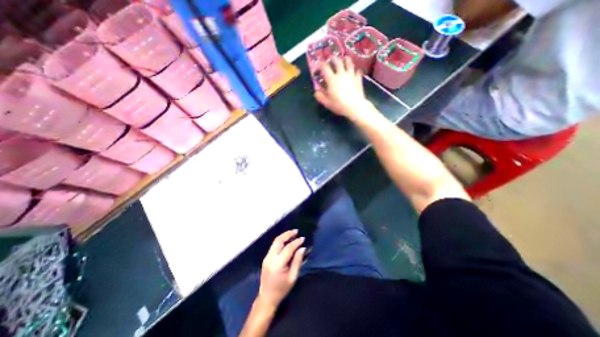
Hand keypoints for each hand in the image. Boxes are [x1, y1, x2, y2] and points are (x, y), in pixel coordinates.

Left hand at [258, 229, 305, 307]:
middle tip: (296, 231)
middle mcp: (270, 258)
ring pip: (275, 242)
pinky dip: (281, 241)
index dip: (296, 242)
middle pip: (278, 241)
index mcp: (278, 264)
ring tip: (292, 233)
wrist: (266, 298)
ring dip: (284, 236)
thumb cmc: (282, 289)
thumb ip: (297, 261)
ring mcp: (267, 257)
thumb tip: (302, 248)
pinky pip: (274, 246)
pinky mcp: (266, 258)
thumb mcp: (293, 277)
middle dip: (288, 234)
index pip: (288, 248)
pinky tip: (287, 240)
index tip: (303, 238)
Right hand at [314, 59, 370, 119]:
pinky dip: (355, 70)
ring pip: (349, 63)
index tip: (318, 67)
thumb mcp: (326, 102)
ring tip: (344, 59)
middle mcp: (341, 74)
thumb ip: (320, 96)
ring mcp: (351, 75)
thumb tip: (316, 92)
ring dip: (345, 59)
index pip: (324, 67)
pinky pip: (357, 71)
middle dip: (333, 59)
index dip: (320, 65)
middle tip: (331, 59)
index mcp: (331, 79)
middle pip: (337, 61)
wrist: (354, 106)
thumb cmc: (338, 104)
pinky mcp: (358, 79)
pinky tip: (355, 72)